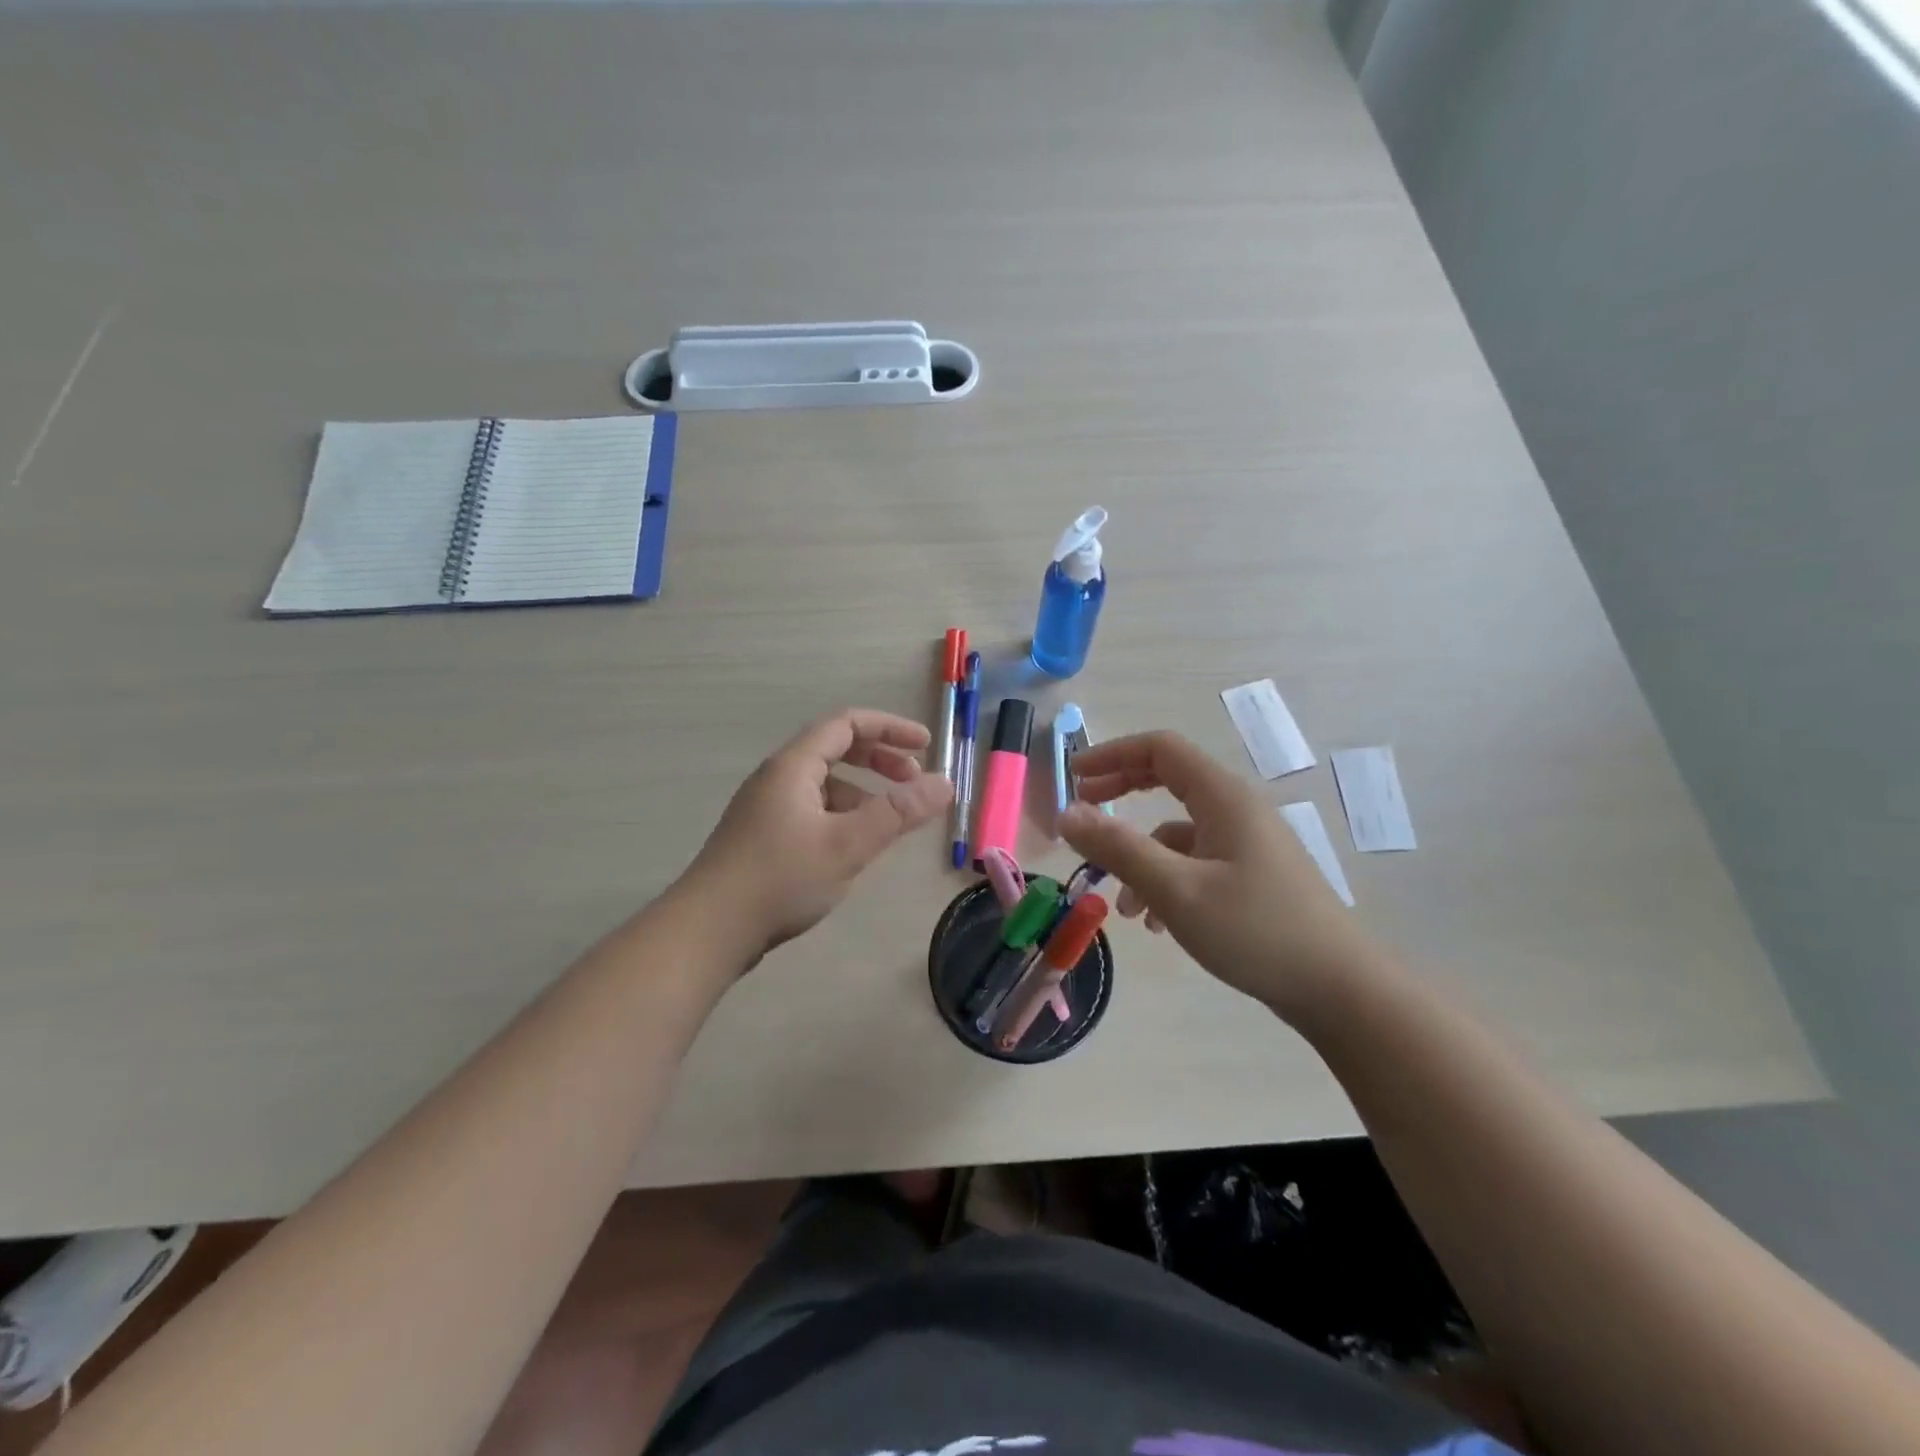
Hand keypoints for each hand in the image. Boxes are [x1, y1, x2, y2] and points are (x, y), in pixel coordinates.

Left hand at [681, 708, 952, 958]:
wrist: (708, 931)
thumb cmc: (780, 879)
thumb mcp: (848, 844)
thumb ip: (899, 813)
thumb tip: (946, 784)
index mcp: (793, 766)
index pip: (847, 724)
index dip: (890, 728)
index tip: (926, 746)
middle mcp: (777, 778)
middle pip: (835, 749)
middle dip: (879, 759)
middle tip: (913, 781)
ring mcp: (766, 808)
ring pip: (824, 784)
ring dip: (862, 791)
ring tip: (889, 821)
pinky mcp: (762, 837)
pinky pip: (812, 809)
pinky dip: (842, 814)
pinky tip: (852, 847)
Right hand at [1057, 731, 1382, 1018]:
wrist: (1339, 989)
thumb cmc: (1255, 930)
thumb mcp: (1176, 889)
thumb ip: (1118, 848)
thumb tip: (1066, 813)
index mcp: (1223, 796)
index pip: (1160, 749)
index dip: (1112, 754)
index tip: (1074, 776)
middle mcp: (1236, 809)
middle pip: (1168, 780)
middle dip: (1120, 794)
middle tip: (1083, 815)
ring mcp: (1247, 843)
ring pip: (1178, 831)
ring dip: (1141, 856)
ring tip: (1122, 906)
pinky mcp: (1252, 875)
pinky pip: (1196, 862)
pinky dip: (1167, 880)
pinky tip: (1158, 924)